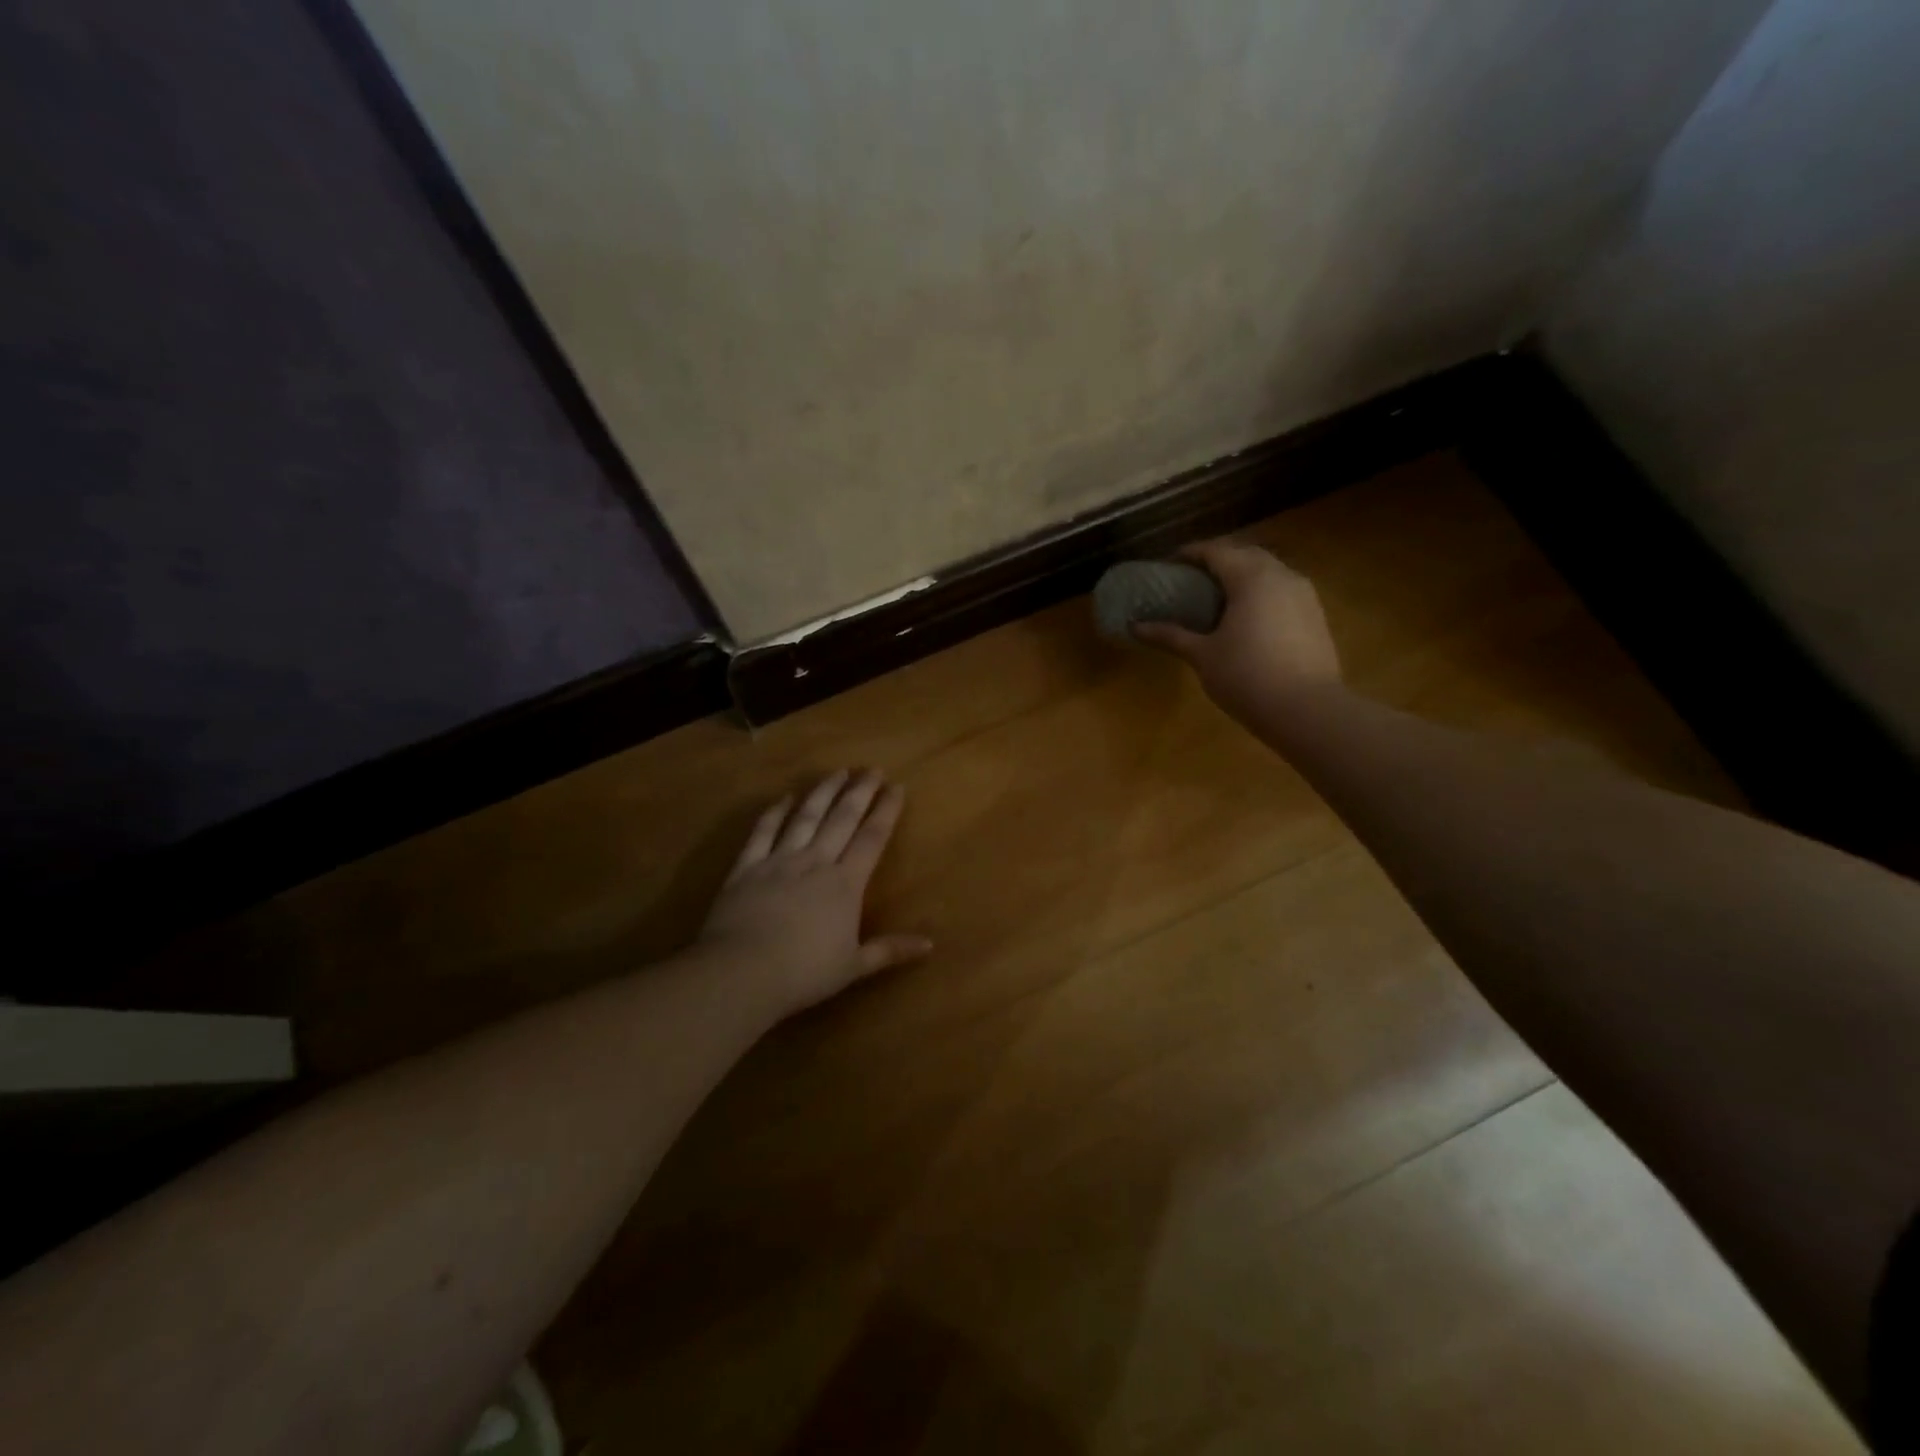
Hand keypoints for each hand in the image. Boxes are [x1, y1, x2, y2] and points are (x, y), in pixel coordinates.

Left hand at [695, 770, 931, 1018]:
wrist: (742, 972)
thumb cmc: (803, 973)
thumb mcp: (854, 967)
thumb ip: (890, 950)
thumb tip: (930, 944)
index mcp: (845, 884)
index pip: (871, 838)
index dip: (886, 811)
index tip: (896, 787)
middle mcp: (815, 862)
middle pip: (841, 819)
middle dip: (859, 792)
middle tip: (871, 769)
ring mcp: (779, 860)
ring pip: (805, 817)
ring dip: (823, 792)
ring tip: (837, 772)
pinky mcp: (747, 867)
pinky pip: (763, 832)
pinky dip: (774, 813)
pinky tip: (784, 798)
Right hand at [1134, 539, 1341, 722]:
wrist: (1307, 710)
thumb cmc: (1246, 677)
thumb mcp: (1202, 656)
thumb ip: (1170, 635)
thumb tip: (1134, 626)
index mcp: (1251, 578)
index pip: (1216, 551)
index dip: (1190, 553)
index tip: (1169, 563)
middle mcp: (1281, 575)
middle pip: (1245, 554)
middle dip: (1218, 560)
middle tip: (1193, 578)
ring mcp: (1304, 595)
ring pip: (1269, 571)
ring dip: (1243, 575)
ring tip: (1220, 597)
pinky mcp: (1316, 615)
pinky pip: (1283, 591)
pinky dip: (1262, 593)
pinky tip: (1249, 618)